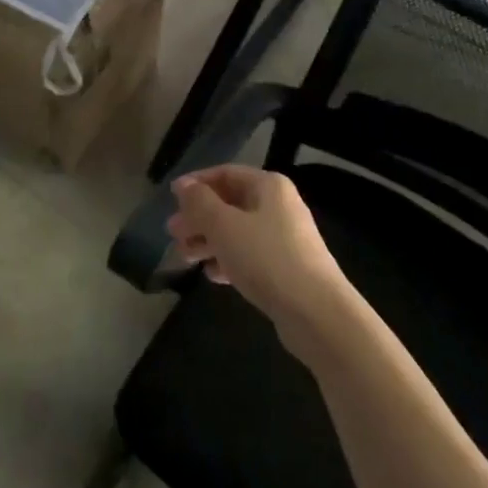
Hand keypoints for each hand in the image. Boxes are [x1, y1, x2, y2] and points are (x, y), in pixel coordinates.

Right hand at [166, 165, 353, 360]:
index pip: (226, 173)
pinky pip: (250, 255)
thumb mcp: (225, 226)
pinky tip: (211, 275)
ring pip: (238, 231)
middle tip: (172, 233)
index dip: (197, 183)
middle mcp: (279, 206)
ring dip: (209, 240)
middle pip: (231, 203)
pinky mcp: (286, 269)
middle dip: (199, 217)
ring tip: (184, 257)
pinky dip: (228, 260)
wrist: (317, 313)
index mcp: (268, 186)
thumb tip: (183, 185)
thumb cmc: (267, 258)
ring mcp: (285, 238)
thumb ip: (200, 203)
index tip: (171, 197)